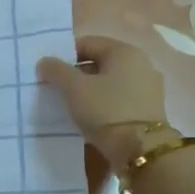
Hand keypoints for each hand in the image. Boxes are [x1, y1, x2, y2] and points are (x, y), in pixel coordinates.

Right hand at [37, 37, 168, 169]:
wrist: (141, 150)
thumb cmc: (106, 111)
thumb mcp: (74, 88)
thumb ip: (56, 70)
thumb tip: (45, 62)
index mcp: (124, 51)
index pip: (87, 43)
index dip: (64, 55)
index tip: (49, 73)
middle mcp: (141, 63)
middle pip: (99, 62)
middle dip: (76, 74)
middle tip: (57, 90)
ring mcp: (148, 87)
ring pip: (109, 82)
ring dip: (90, 90)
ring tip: (71, 106)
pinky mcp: (149, 109)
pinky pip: (119, 98)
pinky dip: (104, 103)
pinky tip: (91, 117)